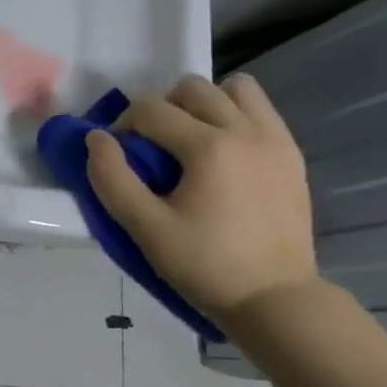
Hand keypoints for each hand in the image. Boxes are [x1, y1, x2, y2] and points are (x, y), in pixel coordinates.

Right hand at [85, 73, 317, 325]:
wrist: (274, 298)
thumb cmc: (204, 265)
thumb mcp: (145, 228)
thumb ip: (112, 178)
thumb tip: (95, 138)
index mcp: (209, 147)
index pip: (151, 108)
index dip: (123, 125)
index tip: (119, 157)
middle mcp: (246, 130)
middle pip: (191, 88)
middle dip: (161, 108)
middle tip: (151, 148)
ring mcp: (275, 139)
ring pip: (233, 89)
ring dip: (203, 104)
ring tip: (190, 142)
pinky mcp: (291, 154)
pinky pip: (259, 110)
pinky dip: (233, 116)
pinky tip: (220, 154)